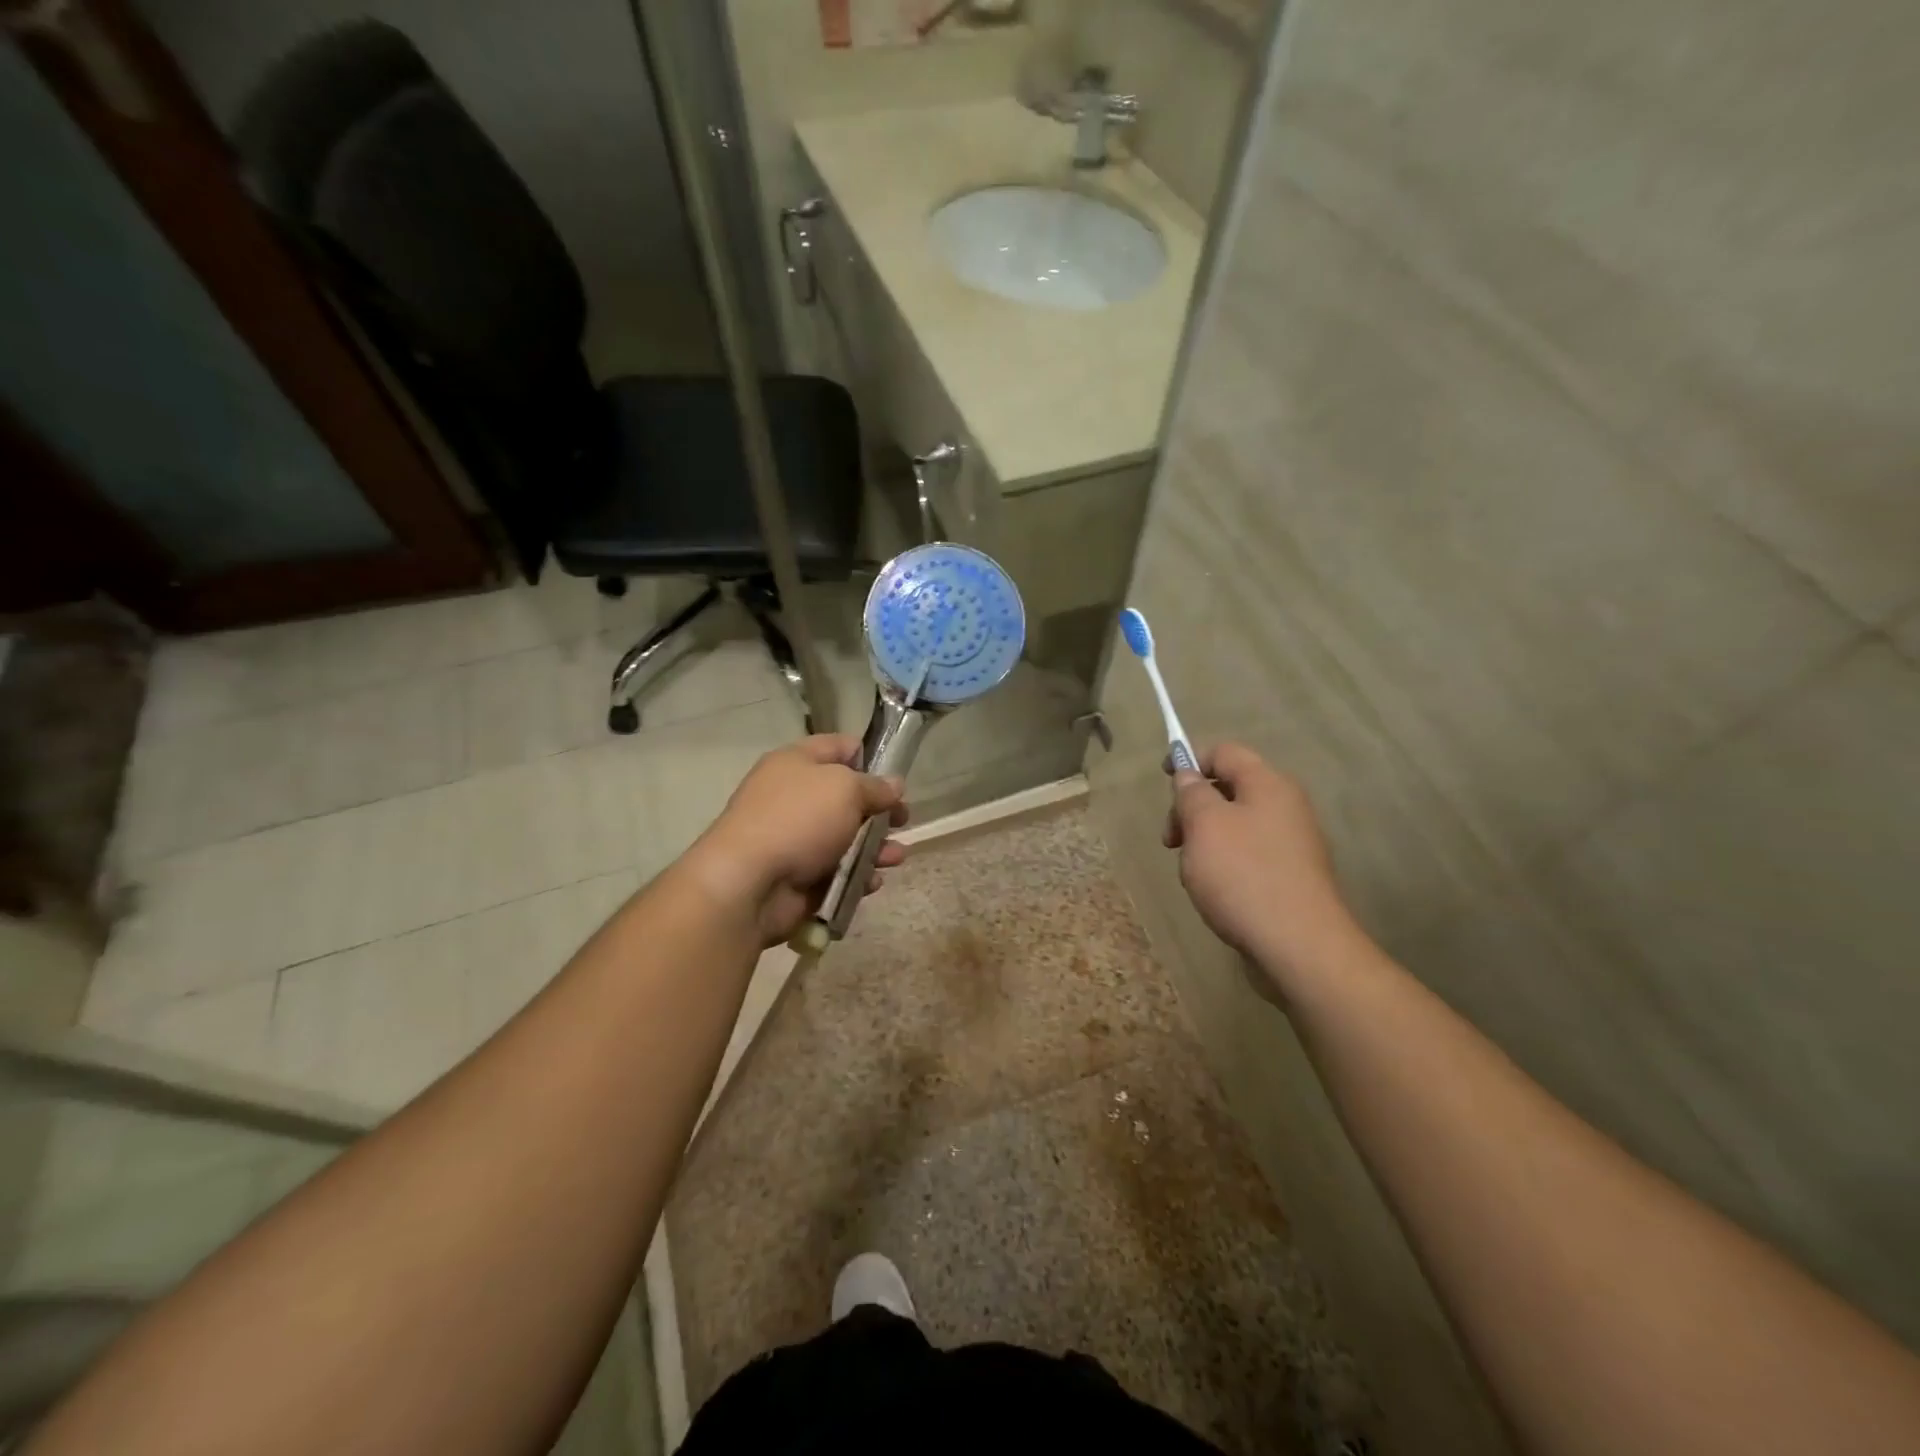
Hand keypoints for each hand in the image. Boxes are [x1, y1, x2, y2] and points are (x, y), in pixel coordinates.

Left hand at [685, 735, 908, 945]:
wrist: (749, 883)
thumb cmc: (798, 820)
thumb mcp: (846, 789)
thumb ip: (876, 786)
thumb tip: (894, 785)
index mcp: (797, 762)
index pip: (839, 747)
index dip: (870, 756)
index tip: (896, 774)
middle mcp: (796, 796)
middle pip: (848, 796)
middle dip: (880, 809)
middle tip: (903, 820)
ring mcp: (797, 838)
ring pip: (848, 837)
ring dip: (876, 846)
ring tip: (896, 856)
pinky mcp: (801, 875)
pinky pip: (839, 871)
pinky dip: (859, 876)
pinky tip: (873, 881)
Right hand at [1163, 742, 1358, 998]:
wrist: (1299, 946)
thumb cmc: (1243, 875)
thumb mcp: (1204, 825)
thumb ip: (1191, 793)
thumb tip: (1189, 774)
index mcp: (1268, 784)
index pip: (1224, 752)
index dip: (1190, 759)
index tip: (1164, 782)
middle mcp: (1286, 806)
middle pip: (1229, 789)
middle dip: (1192, 808)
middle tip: (1171, 840)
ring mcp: (1292, 843)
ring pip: (1235, 825)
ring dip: (1205, 840)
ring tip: (1192, 873)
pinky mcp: (1291, 876)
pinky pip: (1248, 855)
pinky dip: (1225, 864)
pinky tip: (1215, 892)